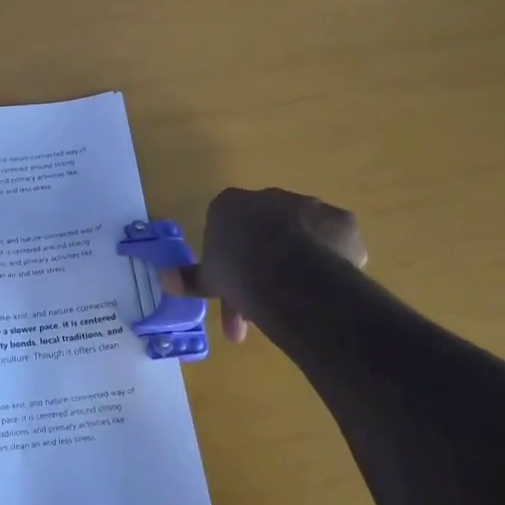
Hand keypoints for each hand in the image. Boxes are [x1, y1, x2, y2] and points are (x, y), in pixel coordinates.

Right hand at [165, 187, 366, 342]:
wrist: (292, 278)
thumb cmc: (239, 274)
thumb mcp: (209, 280)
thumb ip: (189, 278)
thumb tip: (163, 279)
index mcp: (229, 205)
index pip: (225, 228)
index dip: (229, 261)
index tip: (232, 289)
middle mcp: (269, 197)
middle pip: (264, 232)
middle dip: (263, 266)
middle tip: (263, 307)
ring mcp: (308, 205)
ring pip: (300, 236)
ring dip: (296, 264)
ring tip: (297, 305)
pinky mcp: (341, 221)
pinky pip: (333, 242)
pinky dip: (330, 260)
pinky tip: (325, 285)